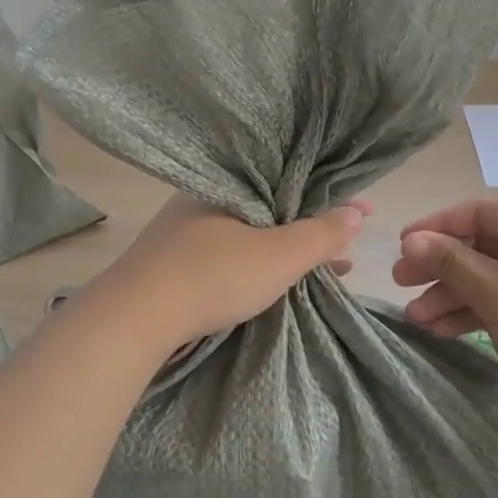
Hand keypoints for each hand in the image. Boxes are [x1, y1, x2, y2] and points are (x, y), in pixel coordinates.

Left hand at [85, 195, 372, 354]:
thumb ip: (320, 235)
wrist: (132, 319)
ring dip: (289, 247)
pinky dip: (262, 261)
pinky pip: (232, 251)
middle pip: (272, 205)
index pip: (290, 179)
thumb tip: (358, 213)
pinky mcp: (175, 262)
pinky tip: (279, 280)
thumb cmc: (212, 275)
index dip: (330, 195)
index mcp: (226, 182)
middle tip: (348, 242)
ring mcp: (185, 231)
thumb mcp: (278, 256)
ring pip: (252, 231)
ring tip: (328, 267)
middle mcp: (204, 198)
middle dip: (312, 224)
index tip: (364, 209)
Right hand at [392, 199, 497, 446]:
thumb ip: (450, 261)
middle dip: (439, 268)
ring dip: (450, 296)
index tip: (400, 246)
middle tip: (400, 282)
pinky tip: (439, 330)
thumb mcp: (496, 294)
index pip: (479, 213)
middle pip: (480, 246)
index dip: (436, 228)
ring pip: (486, 277)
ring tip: (415, 317)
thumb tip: (410, 239)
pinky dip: (471, 313)